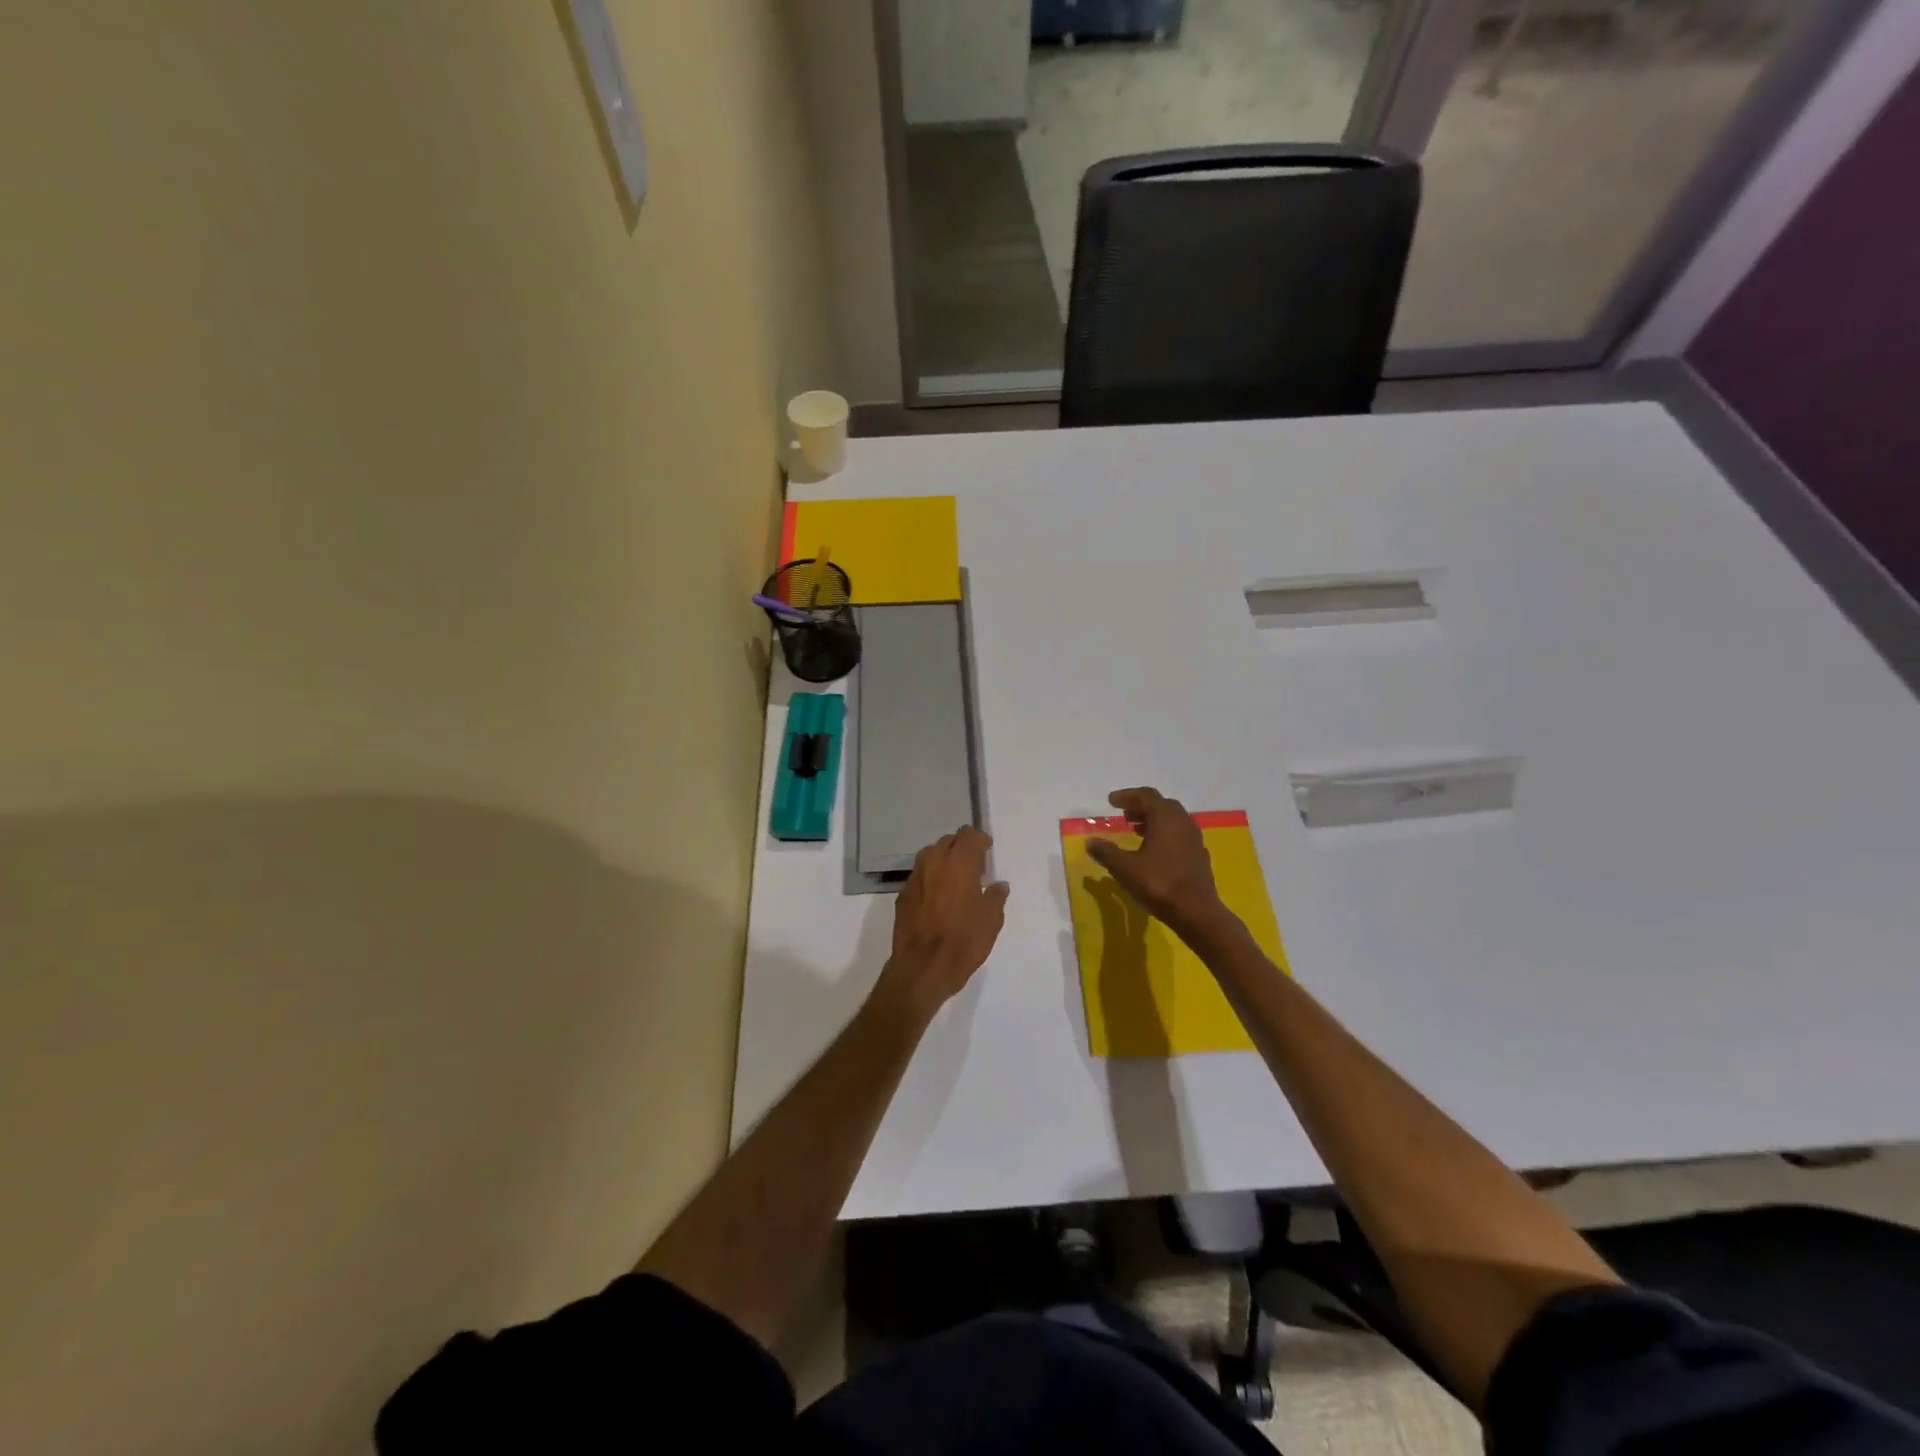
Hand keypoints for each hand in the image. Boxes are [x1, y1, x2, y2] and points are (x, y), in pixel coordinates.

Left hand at [875, 825, 1009, 1020]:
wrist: (922, 968)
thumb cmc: (963, 942)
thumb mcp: (991, 921)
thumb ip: (996, 897)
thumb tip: (999, 885)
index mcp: (958, 863)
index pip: (967, 835)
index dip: (979, 839)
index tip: (987, 850)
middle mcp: (934, 863)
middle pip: (947, 842)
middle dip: (960, 848)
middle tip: (973, 866)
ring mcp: (914, 878)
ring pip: (930, 856)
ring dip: (943, 860)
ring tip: (955, 879)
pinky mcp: (902, 895)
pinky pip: (919, 876)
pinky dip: (930, 878)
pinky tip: (937, 897)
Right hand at [1086, 787, 1224, 932]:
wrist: (1197, 912)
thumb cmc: (1159, 884)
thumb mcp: (1125, 868)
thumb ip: (1106, 852)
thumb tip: (1090, 842)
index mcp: (1166, 818)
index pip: (1146, 796)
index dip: (1127, 796)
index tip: (1111, 801)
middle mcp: (1183, 822)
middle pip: (1161, 805)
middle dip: (1141, 807)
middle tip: (1124, 815)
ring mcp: (1194, 839)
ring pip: (1173, 820)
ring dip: (1153, 821)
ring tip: (1136, 831)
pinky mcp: (1199, 855)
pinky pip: (1180, 835)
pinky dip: (1164, 834)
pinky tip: (1154, 851)